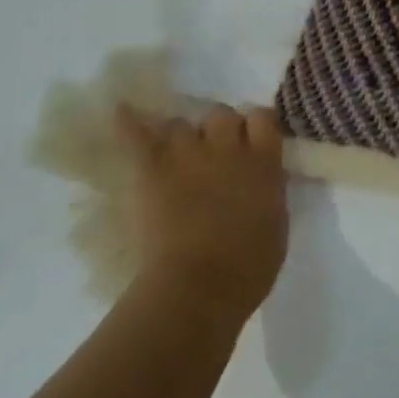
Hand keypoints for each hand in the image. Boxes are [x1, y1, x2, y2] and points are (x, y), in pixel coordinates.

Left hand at [113, 103, 288, 320]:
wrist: (200, 286)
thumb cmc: (249, 266)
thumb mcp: (276, 221)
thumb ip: (269, 189)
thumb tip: (261, 177)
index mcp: (264, 162)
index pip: (263, 117)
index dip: (255, 126)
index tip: (252, 140)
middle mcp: (228, 147)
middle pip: (221, 114)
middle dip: (218, 130)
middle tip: (214, 154)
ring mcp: (187, 155)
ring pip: (180, 124)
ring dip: (180, 138)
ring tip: (175, 158)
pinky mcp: (151, 169)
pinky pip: (135, 134)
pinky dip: (127, 121)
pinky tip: (122, 110)